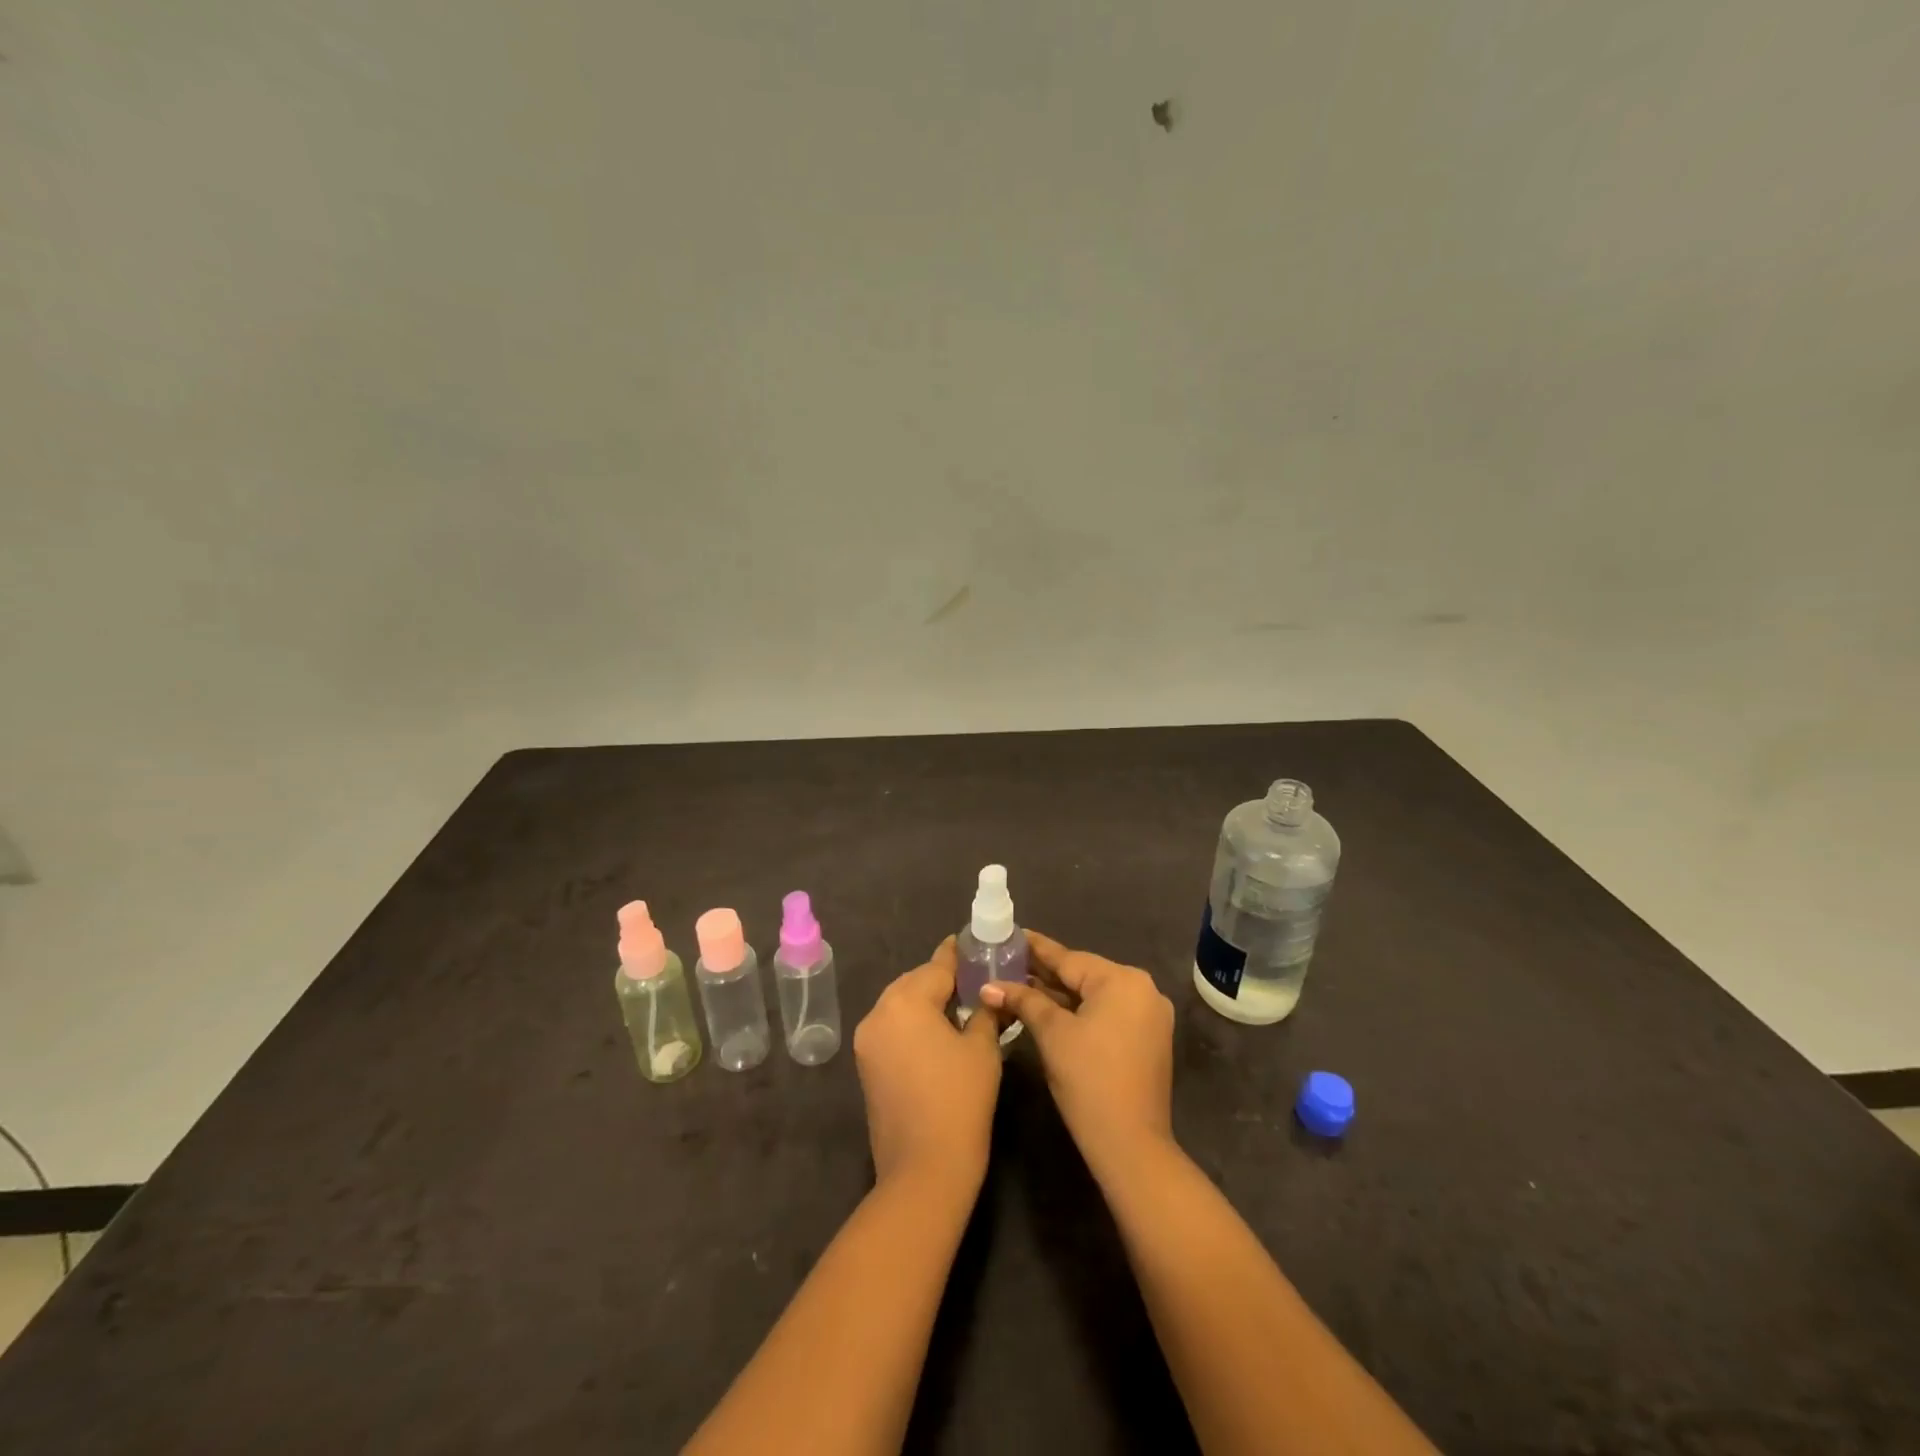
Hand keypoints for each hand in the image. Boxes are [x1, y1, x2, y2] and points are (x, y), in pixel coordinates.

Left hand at [853, 936, 1003, 1194]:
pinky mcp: (866, 1065)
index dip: (958, 955)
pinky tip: (938, 1034)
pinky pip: (892, 1028)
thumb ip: (984, 1012)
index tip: (974, 943)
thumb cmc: (960, 1101)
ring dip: (926, 1002)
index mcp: (906, 1001)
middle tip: (975, 982)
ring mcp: (867, 1040)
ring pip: (900, 1005)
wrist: (924, 1171)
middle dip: (942, 980)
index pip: (937, 966)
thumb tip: (988, 995)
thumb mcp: (982, 1049)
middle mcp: (879, 1012)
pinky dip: (913, 1024)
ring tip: (959, 1007)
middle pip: (914, 982)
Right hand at [981, 930, 1174, 1178]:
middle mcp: (1142, 990)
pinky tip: (1047, 1009)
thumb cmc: (1089, 1080)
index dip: (1036, 949)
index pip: (1069, 958)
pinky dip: (1078, 1012)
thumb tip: (989, 986)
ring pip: (1093, 996)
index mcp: (1123, 980)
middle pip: (1083, 975)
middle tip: (1007, 961)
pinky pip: (1106, 1014)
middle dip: (1044, 973)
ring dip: (1059, 995)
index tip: (1011, 934)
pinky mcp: (1146, 1039)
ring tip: (1019, 983)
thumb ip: (1023, 1001)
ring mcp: (1148, 1016)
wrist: (1131, 1145)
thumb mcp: (1052, 1034)